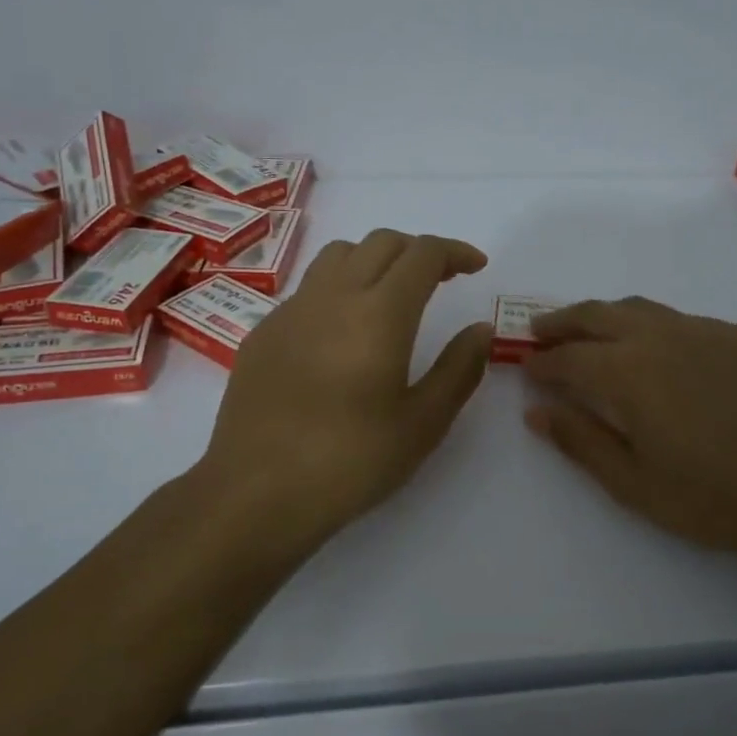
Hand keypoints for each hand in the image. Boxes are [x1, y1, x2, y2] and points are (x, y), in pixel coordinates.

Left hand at [198, 229, 492, 546]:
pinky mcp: (263, 332)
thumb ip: (459, 369)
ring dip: (375, 260)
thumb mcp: (423, 423)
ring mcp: (291, 311)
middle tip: (441, 280)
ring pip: (339, 255)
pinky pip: (308, 289)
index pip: (423, 254)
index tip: (476, 267)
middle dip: (418, 251)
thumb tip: (480, 329)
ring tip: (391, 295)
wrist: (255, 493)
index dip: (455, 252)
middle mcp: (333, 296)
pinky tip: (341, 335)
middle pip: (381, 242)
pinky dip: (338, 289)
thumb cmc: (350, 462)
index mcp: (380, 313)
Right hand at [523, 297, 736, 566]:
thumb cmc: (716, 497)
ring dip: (606, 316)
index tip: (526, 366)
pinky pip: (684, 321)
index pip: (567, 357)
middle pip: (596, 314)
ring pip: (640, 308)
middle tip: (542, 332)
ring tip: (593, 332)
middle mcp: (659, 336)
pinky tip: (664, 354)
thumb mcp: (635, 484)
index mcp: (626, 372)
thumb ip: (581, 442)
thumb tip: (536, 411)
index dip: (541, 361)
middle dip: (563, 321)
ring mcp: (704, 329)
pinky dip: (655, 328)